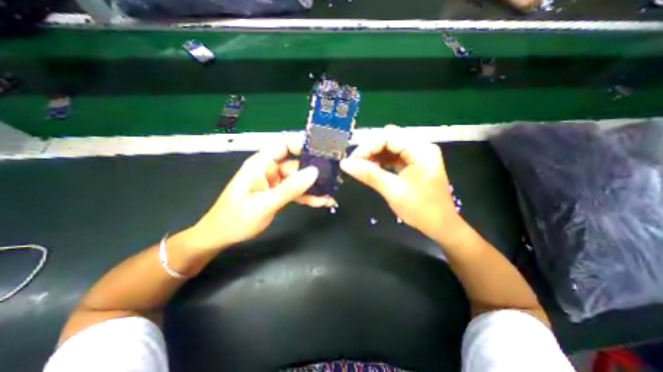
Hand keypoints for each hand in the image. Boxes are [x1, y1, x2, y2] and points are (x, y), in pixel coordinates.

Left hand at [185, 141, 333, 250]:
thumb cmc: (236, 218)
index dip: (303, 145)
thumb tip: (313, 172)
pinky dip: (309, 196)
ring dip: (314, 186)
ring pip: (300, 179)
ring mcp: (276, 182)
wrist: (222, 236)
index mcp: (261, 164)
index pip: (284, 145)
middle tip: (334, 175)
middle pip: (297, 163)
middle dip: (315, 169)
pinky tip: (322, 201)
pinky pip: (297, 191)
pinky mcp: (280, 193)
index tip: (323, 151)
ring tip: (331, 191)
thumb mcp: (264, 203)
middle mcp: (270, 170)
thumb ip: (290, 188)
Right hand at [342, 126, 464, 243]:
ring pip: (389, 146)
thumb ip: (369, 174)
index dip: (367, 147)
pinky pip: (393, 156)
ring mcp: (418, 154)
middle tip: (356, 165)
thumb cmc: (421, 210)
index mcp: (421, 150)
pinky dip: (381, 161)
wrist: (441, 226)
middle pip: (388, 138)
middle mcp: (421, 147)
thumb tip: (344, 164)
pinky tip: (373, 170)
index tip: (352, 162)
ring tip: (362, 168)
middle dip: (370, 150)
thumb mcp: (393, 191)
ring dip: (374, 155)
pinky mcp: (414, 163)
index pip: (388, 136)